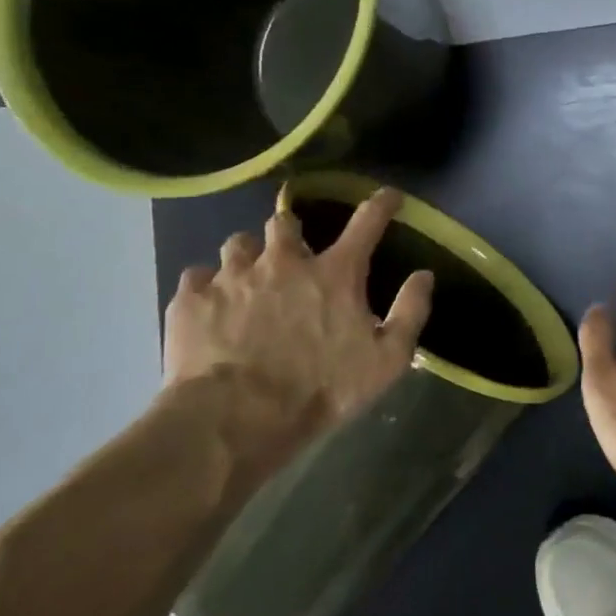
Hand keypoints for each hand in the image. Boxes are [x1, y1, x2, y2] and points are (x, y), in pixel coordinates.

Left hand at [163, 188, 433, 435]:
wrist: (236, 420)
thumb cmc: (320, 389)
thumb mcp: (386, 360)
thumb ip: (410, 312)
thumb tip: (424, 275)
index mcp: (334, 273)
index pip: (366, 222)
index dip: (381, 203)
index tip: (388, 195)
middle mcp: (283, 261)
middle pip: (285, 221)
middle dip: (290, 231)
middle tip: (292, 255)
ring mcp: (233, 276)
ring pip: (238, 243)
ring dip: (248, 256)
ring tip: (247, 280)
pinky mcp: (191, 299)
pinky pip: (197, 276)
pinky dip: (206, 286)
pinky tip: (210, 306)